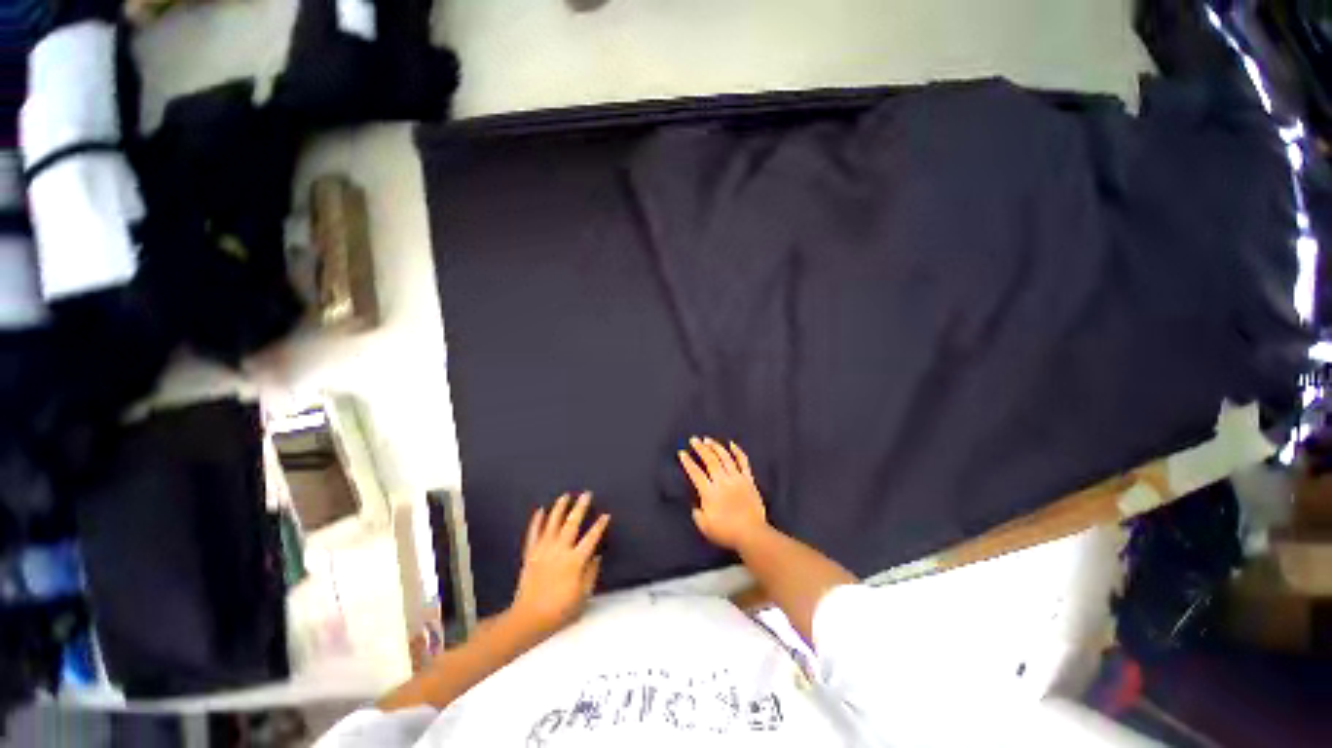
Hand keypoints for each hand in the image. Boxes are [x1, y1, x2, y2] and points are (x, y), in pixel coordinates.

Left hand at [510, 492, 609, 635]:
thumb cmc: (559, 611)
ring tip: (565, 496)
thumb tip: (596, 557)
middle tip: (586, 494)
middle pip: (572, 523)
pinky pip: (533, 533)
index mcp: (575, 561)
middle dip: (580, 507)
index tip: (605, 515)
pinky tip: (540, 510)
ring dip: (559, 508)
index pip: (591, 538)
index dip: (599, 525)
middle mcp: (560, 551)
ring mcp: (543, 550)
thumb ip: (591, 574)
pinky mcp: (530, 554)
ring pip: (552, 523)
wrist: (528, 619)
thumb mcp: (583, 597)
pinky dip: (536, 521)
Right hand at [679, 437, 768, 550]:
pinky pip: (743, 461)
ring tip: (708, 439)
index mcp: (710, 492)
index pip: (696, 473)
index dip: (687, 462)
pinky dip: (737, 451)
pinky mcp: (749, 479)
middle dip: (700, 448)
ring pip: (725, 457)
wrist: (752, 534)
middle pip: (710, 460)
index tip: (682, 453)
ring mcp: (737, 478)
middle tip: (693, 439)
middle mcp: (722, 481)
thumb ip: (697, 513)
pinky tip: (731, 444)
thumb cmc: (727, 532)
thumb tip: (695, 504)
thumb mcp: (704, 526)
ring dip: (715, 446)